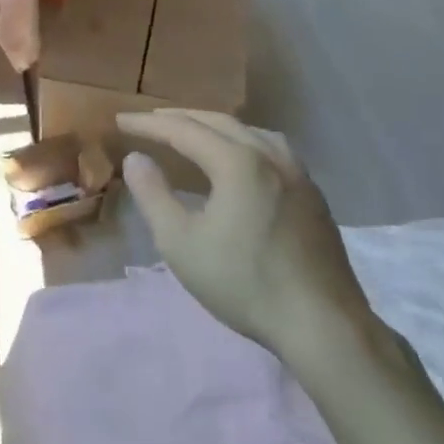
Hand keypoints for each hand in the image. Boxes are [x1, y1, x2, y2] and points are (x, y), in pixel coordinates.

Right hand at [118, 110, 376, 371]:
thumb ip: (153, 195)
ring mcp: (297, 173)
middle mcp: (269, 155)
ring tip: (192, 132)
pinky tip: (240, 160)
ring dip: (214, 125)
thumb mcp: (181, 243)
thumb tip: (135, 158)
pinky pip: (271, 148)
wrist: (323, 326)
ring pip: (249, 131)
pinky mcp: (313, 194)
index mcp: (237, 162)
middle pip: (218, 121)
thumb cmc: (244, 283)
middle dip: (180, 118)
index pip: (183, 129)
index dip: (148, 124)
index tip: (120, 121)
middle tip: (150, 120)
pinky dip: (243, 141)